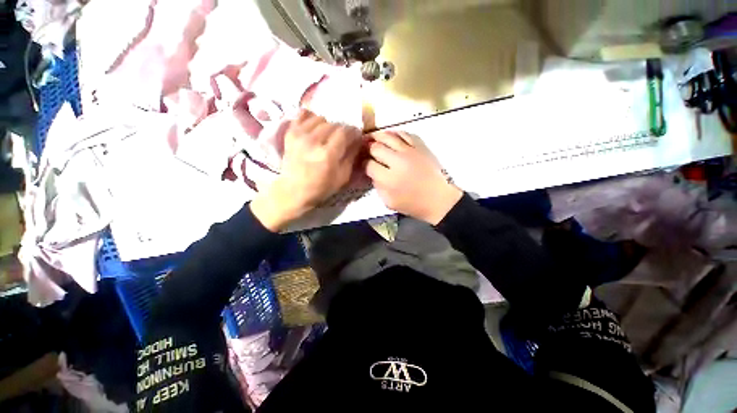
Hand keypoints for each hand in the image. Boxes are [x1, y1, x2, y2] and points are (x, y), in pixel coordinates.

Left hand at [251, 110, 362, 230]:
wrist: (293, 190)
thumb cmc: (321, 187)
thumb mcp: (343, 177)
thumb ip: (351, 156)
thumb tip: (357, 140)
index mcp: (328, 154)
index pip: (345, 132)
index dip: (353, 132)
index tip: (355, 136)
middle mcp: (314, 141)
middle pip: (334, 124)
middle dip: (342, 130)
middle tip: (342, 139)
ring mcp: (300, 135)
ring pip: (320, 118)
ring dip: (327, 125)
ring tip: (327, 135)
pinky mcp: (290, 133)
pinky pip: (303, 114)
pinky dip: (311, 118)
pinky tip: (314, 128)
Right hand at [365, 131, 462, 224]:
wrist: (438, 199)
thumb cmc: (413, 204)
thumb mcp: (389, 202)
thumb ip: (377, 186)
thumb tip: (372, 172)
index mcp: (389, 179)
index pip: (369, 165)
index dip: (364, 164)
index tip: (365, 165)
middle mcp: (398, 161)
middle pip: (376, 147)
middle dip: (368, 149)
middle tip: (367, 151)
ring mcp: (410, 152)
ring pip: (388, 136)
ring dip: (378, 137)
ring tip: (374, 139)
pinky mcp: (421, 147)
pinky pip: (405, 133)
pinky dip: (395, 134)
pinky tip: (391, 138)